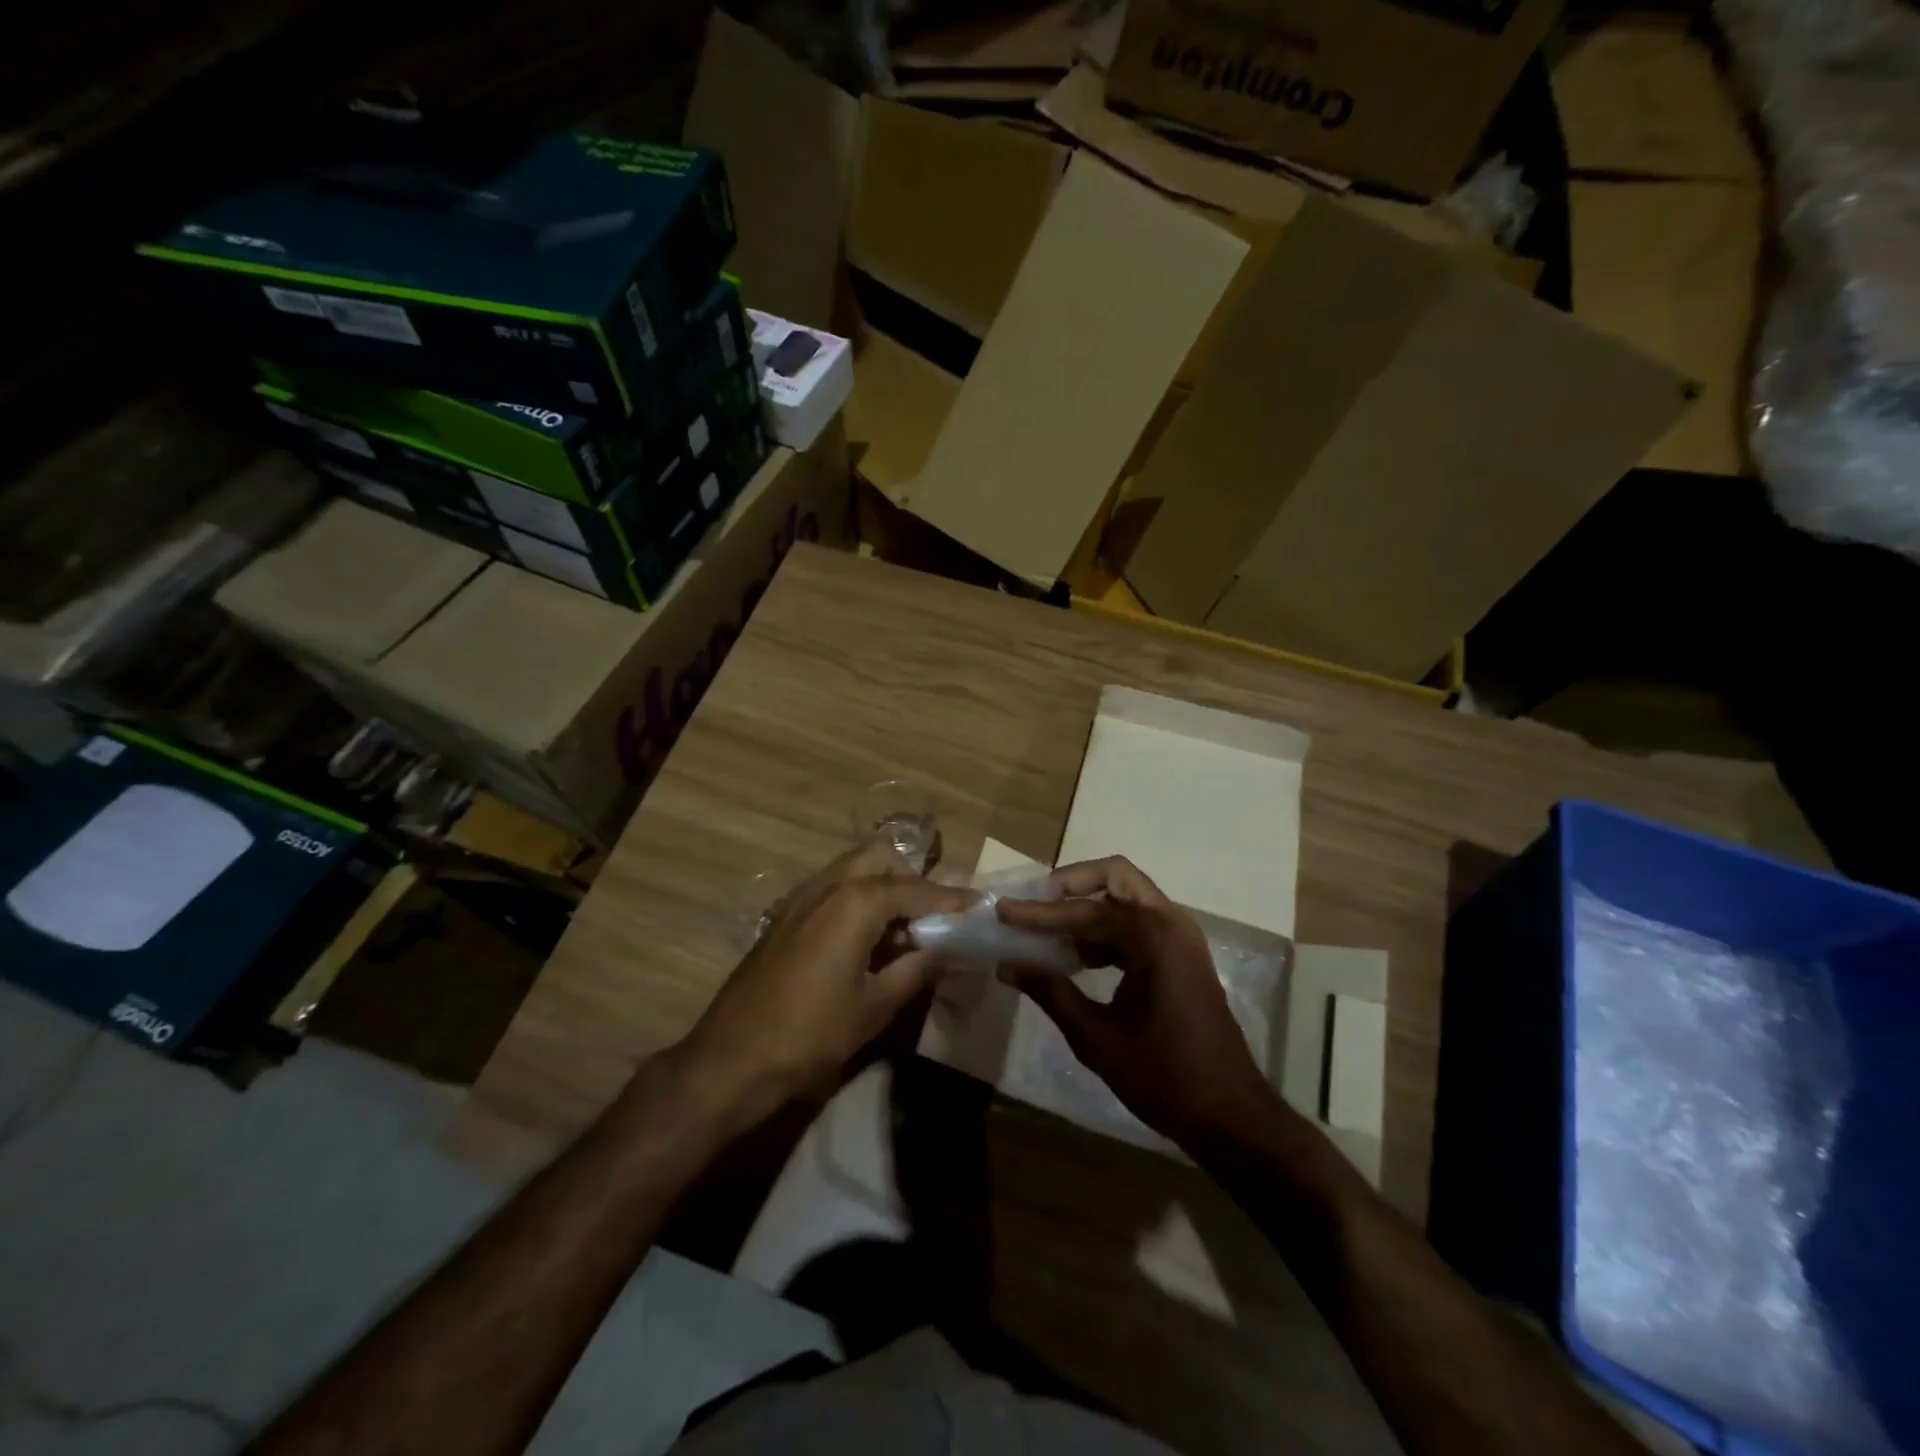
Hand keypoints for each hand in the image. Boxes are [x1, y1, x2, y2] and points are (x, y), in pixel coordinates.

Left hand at [679, 841, 975, 1122]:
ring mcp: (801, 898)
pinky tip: (864, 942)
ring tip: (901, 932)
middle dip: (911, 878)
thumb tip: (952, 951)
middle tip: (930, 918)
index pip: (918, 889)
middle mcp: (828, 886)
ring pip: (853, 869)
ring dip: (883, 887)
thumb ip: (919, 969)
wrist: (730, 1060)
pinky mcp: (784, 917)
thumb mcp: (875, 1006)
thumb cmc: (811, 1034)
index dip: (952, 899)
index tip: (980, 906)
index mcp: (856, 902)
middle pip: (881, 858)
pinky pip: (832, 889)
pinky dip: (857, 899)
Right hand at [997, 856, 1280, 1147]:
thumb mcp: (1097, 1038)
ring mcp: (1180, 939)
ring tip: (1047, 931)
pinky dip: (1105, 929)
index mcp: (1154, 938)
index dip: (1039, 913)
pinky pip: (1137, 924)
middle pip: (1116, 877)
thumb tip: (1009, 965)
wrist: (1230, 1115)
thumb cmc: (1164, 1077)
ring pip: (1127, 898)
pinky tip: (1075, 957)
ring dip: (1087, 906)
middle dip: (1071, 884)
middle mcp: (1171, 924)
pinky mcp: (1181, 957)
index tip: (1003, 911)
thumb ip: (1051, 993)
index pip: (1085, 911)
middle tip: (1034, 903)